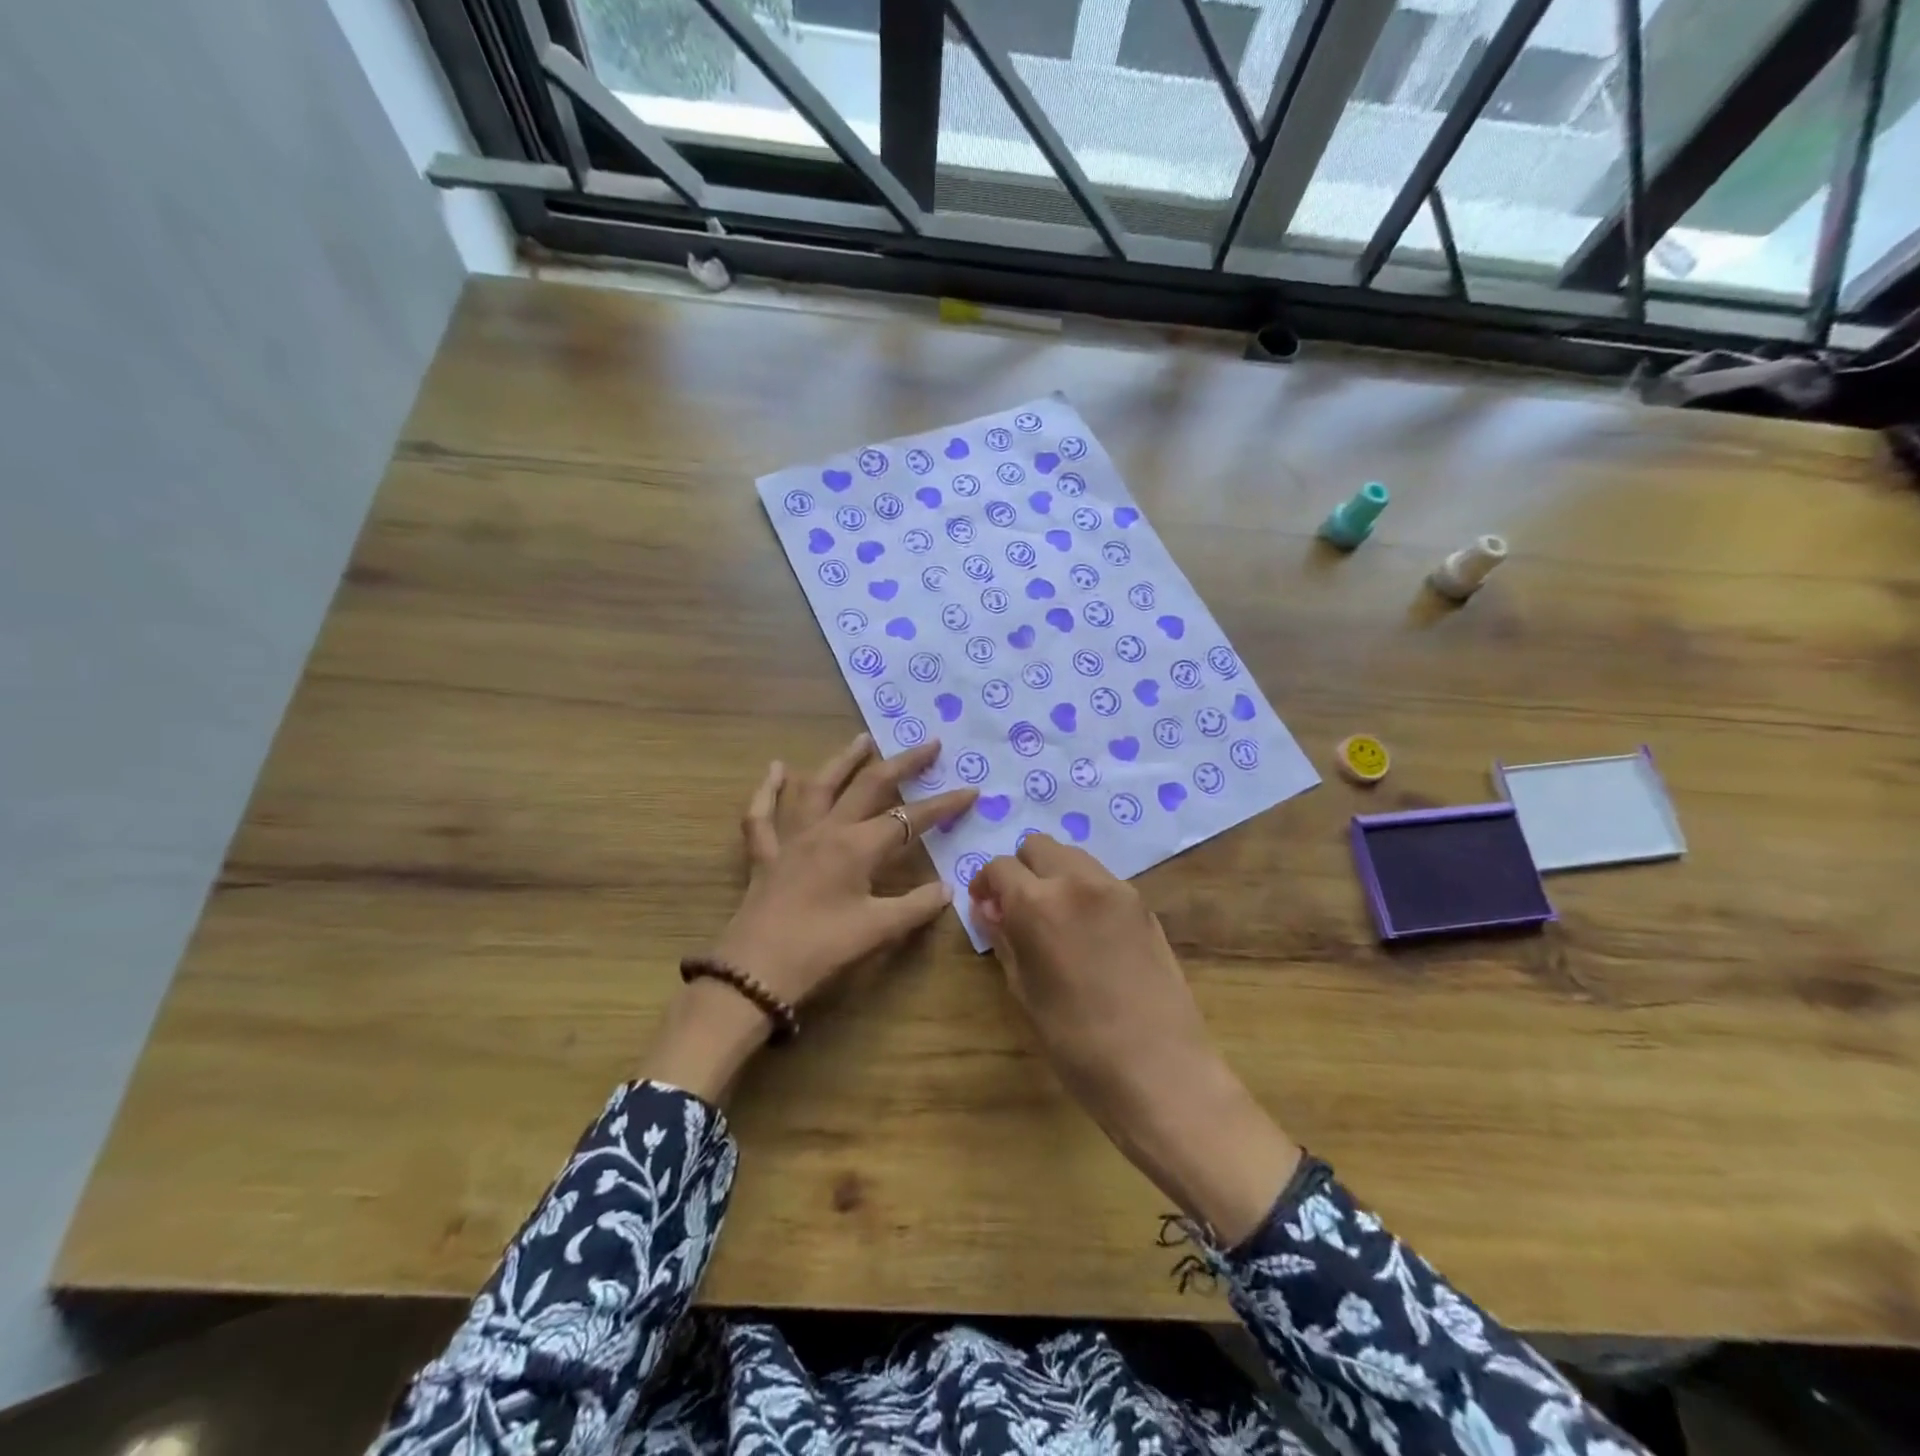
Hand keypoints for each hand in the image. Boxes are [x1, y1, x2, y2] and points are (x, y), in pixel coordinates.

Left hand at [643, 734, 975, 1101]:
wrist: (754, 972)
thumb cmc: (820, 950)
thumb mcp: (877, 931)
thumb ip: (916, 906)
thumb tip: (948, 889)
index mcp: (857, 846)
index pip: (911, 819)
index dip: (943, 805)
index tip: (971, 790)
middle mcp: (827, 830)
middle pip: (869, 785)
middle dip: (902, 763)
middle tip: (928, 744)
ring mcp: (792, 838)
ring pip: (818, 786)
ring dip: (843, 761)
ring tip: (863, 738)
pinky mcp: (764, 854)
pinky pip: (762, 815)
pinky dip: (768, 789)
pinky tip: (776, 768)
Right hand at [971, 835, 1299, 1245]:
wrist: (1160, 1069)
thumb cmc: (1077, 1043)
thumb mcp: (1025, 992)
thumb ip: (1004, 939)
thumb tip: (989, 909)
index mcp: (1038, 903)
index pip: (1000, 867)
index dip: (986, 883)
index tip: (985, 907)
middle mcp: (1077, 881)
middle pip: (1038, 846)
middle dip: (1021, 870)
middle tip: (1018, 908)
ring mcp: (1116, 889)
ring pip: (1073, 856)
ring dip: (1054, 874)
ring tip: (1054, 918)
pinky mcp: (1143, 905)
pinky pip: (1102, 879)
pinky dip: (1084, 889)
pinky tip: (1088, 932)